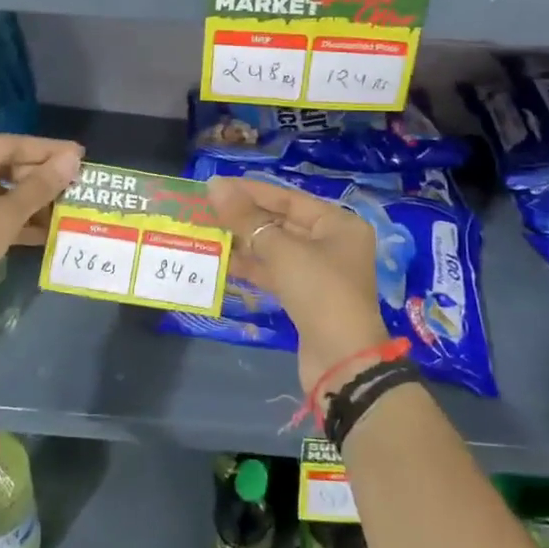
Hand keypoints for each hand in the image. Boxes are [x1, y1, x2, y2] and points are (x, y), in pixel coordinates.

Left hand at [0, 135, 83, 325]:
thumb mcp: (5, 214)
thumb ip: (41, 186)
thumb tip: (73, 159)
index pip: (10, 144)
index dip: (48, 151)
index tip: (80, 154)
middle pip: (3, 166)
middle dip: (39, 180)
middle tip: (74, 185)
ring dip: (29, 202)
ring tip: (64, 208)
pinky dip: (12, 219)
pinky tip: (43, 231)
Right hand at [207, 175, 389, 395]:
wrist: (342, 361)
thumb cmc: (320, 292)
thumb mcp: (282, 251)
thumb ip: (247, 219)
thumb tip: (215, 186)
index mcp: (338, 223)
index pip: (288, 198)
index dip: (251, 191)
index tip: (216, 185)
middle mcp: (332, 243)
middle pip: (282, 222)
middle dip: (246, 217)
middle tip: (206, 209)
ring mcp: (320, 272)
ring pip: (276, 249)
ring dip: (245, 243)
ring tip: (208, 231)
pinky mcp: (306, 297)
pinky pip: (275, 272)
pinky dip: (253, 267)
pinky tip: (223, 261)